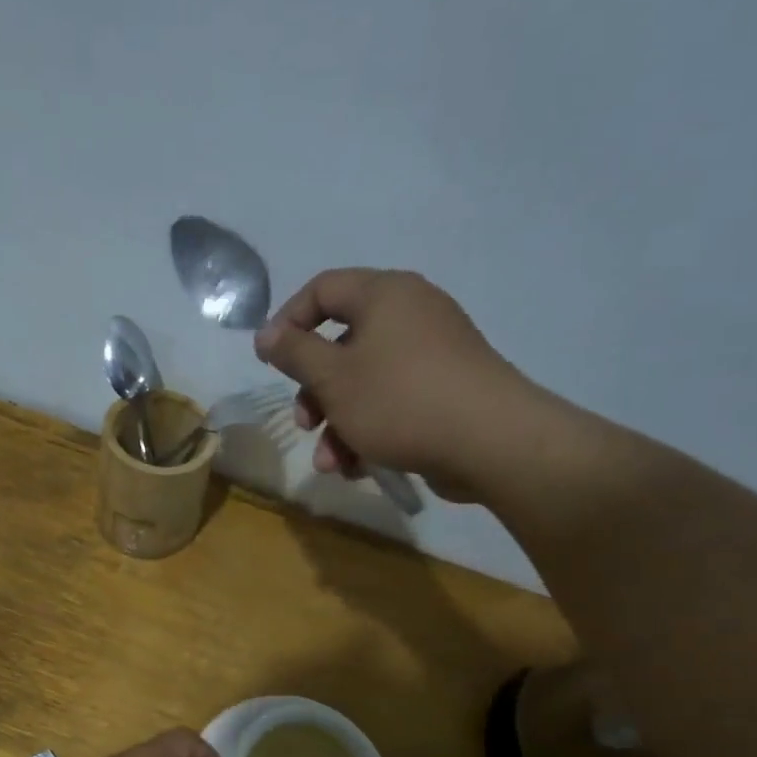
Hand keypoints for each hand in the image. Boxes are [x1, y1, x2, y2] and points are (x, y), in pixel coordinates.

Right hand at [252, 269, 532, 501]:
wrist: (490, 441)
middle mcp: (411, 315)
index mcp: (384, 295)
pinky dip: (370, 431)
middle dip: (315, 392)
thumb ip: (294, 353)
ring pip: (365, 384)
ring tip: (332, 463)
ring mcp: (432, 355)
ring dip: (338, 424)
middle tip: (304, 424)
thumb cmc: (400, 400)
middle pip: (342, 345)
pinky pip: (393, 403)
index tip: (269, 361)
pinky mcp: (445, 392)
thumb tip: (267, 335)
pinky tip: (359, 467)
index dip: (288, 321)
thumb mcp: (334, 378)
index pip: (323, 289)